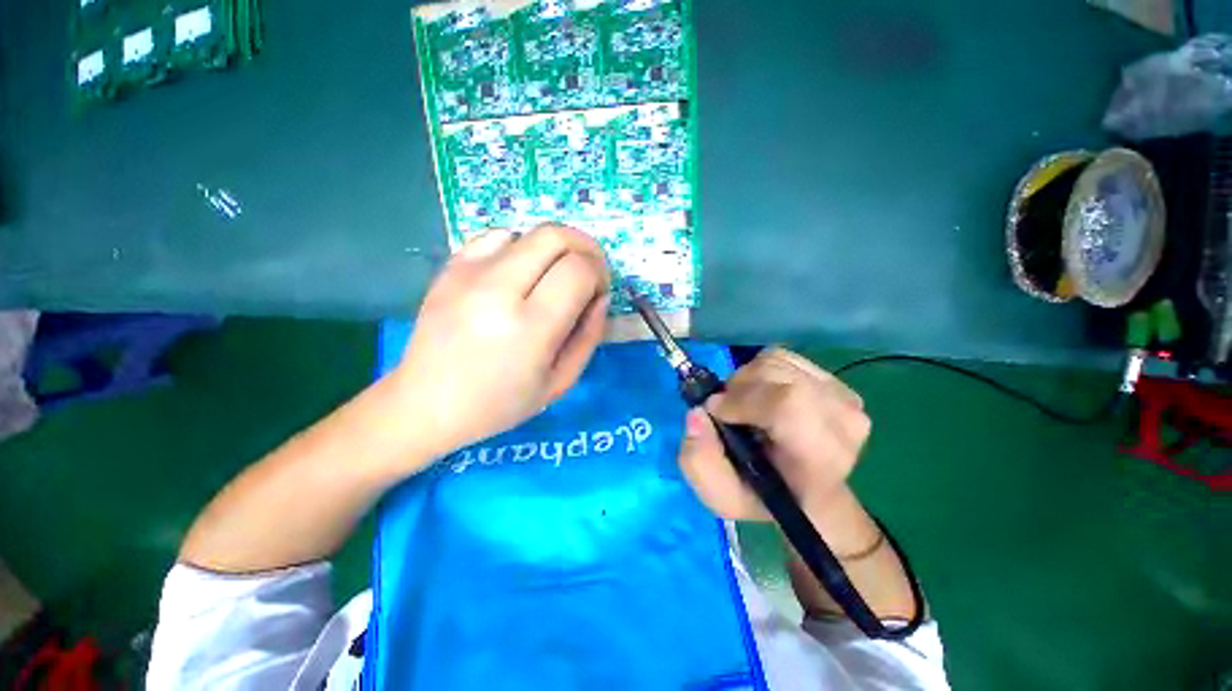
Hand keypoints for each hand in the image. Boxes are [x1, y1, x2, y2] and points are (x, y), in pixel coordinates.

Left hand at [392, 224, 609, 460]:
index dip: (599, 274)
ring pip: (529, 232)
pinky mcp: (450, 267)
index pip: (578, 270)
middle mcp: (497, 290)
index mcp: (528, 327)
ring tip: (553, 277)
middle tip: (588, 272)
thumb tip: (601, 296)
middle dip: (585, 248)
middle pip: (555, 236)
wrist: (426, 403)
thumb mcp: (561, 382)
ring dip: (554, 249)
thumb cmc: (500, 403)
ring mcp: (468, 273)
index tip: (599, 292)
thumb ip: (590, 335)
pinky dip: (521, 247)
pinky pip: (497, 236)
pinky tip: (519, 273)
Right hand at [678, 348, 870, 521]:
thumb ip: (699, 460)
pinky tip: (763, 394)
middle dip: (738, 387)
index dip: (743, 399)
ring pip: (775, 360)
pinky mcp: (837, 382)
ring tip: (745, 405)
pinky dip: (761, 370)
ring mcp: (844, 398)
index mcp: (819, 459)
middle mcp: (843, 423)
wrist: (808, 493)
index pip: (788, 405)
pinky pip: (783, 357)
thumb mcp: (720, 494)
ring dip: (747, 378)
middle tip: (727, 411)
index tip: (717, 411)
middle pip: (776, 374)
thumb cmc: (764, 497)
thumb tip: (698, 413)